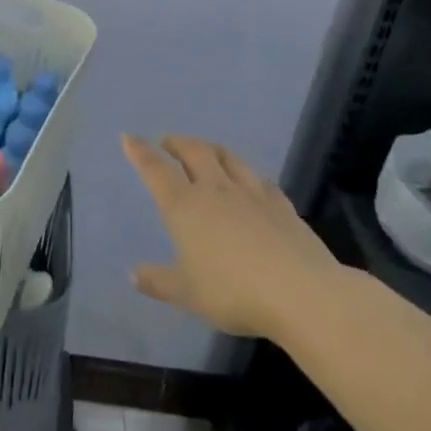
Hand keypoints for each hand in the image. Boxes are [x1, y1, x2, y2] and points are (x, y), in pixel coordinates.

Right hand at [124, 134, 345, 340]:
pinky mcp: (281, 205)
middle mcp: (215, 190)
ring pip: (228, 157)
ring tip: (205, 150)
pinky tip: (251, 180)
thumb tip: (132, 274)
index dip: (140, 152)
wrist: (301, 293)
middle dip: (177, 143)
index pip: (156, 170)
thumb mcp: (186, 293)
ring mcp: (251, 194)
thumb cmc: (233, 291)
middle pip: (194, 152)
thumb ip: (158, 281)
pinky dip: (247, 173)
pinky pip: (259, 179)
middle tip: (168, 142)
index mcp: (185, 206)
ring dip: (211, 149)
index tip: (129, 137)